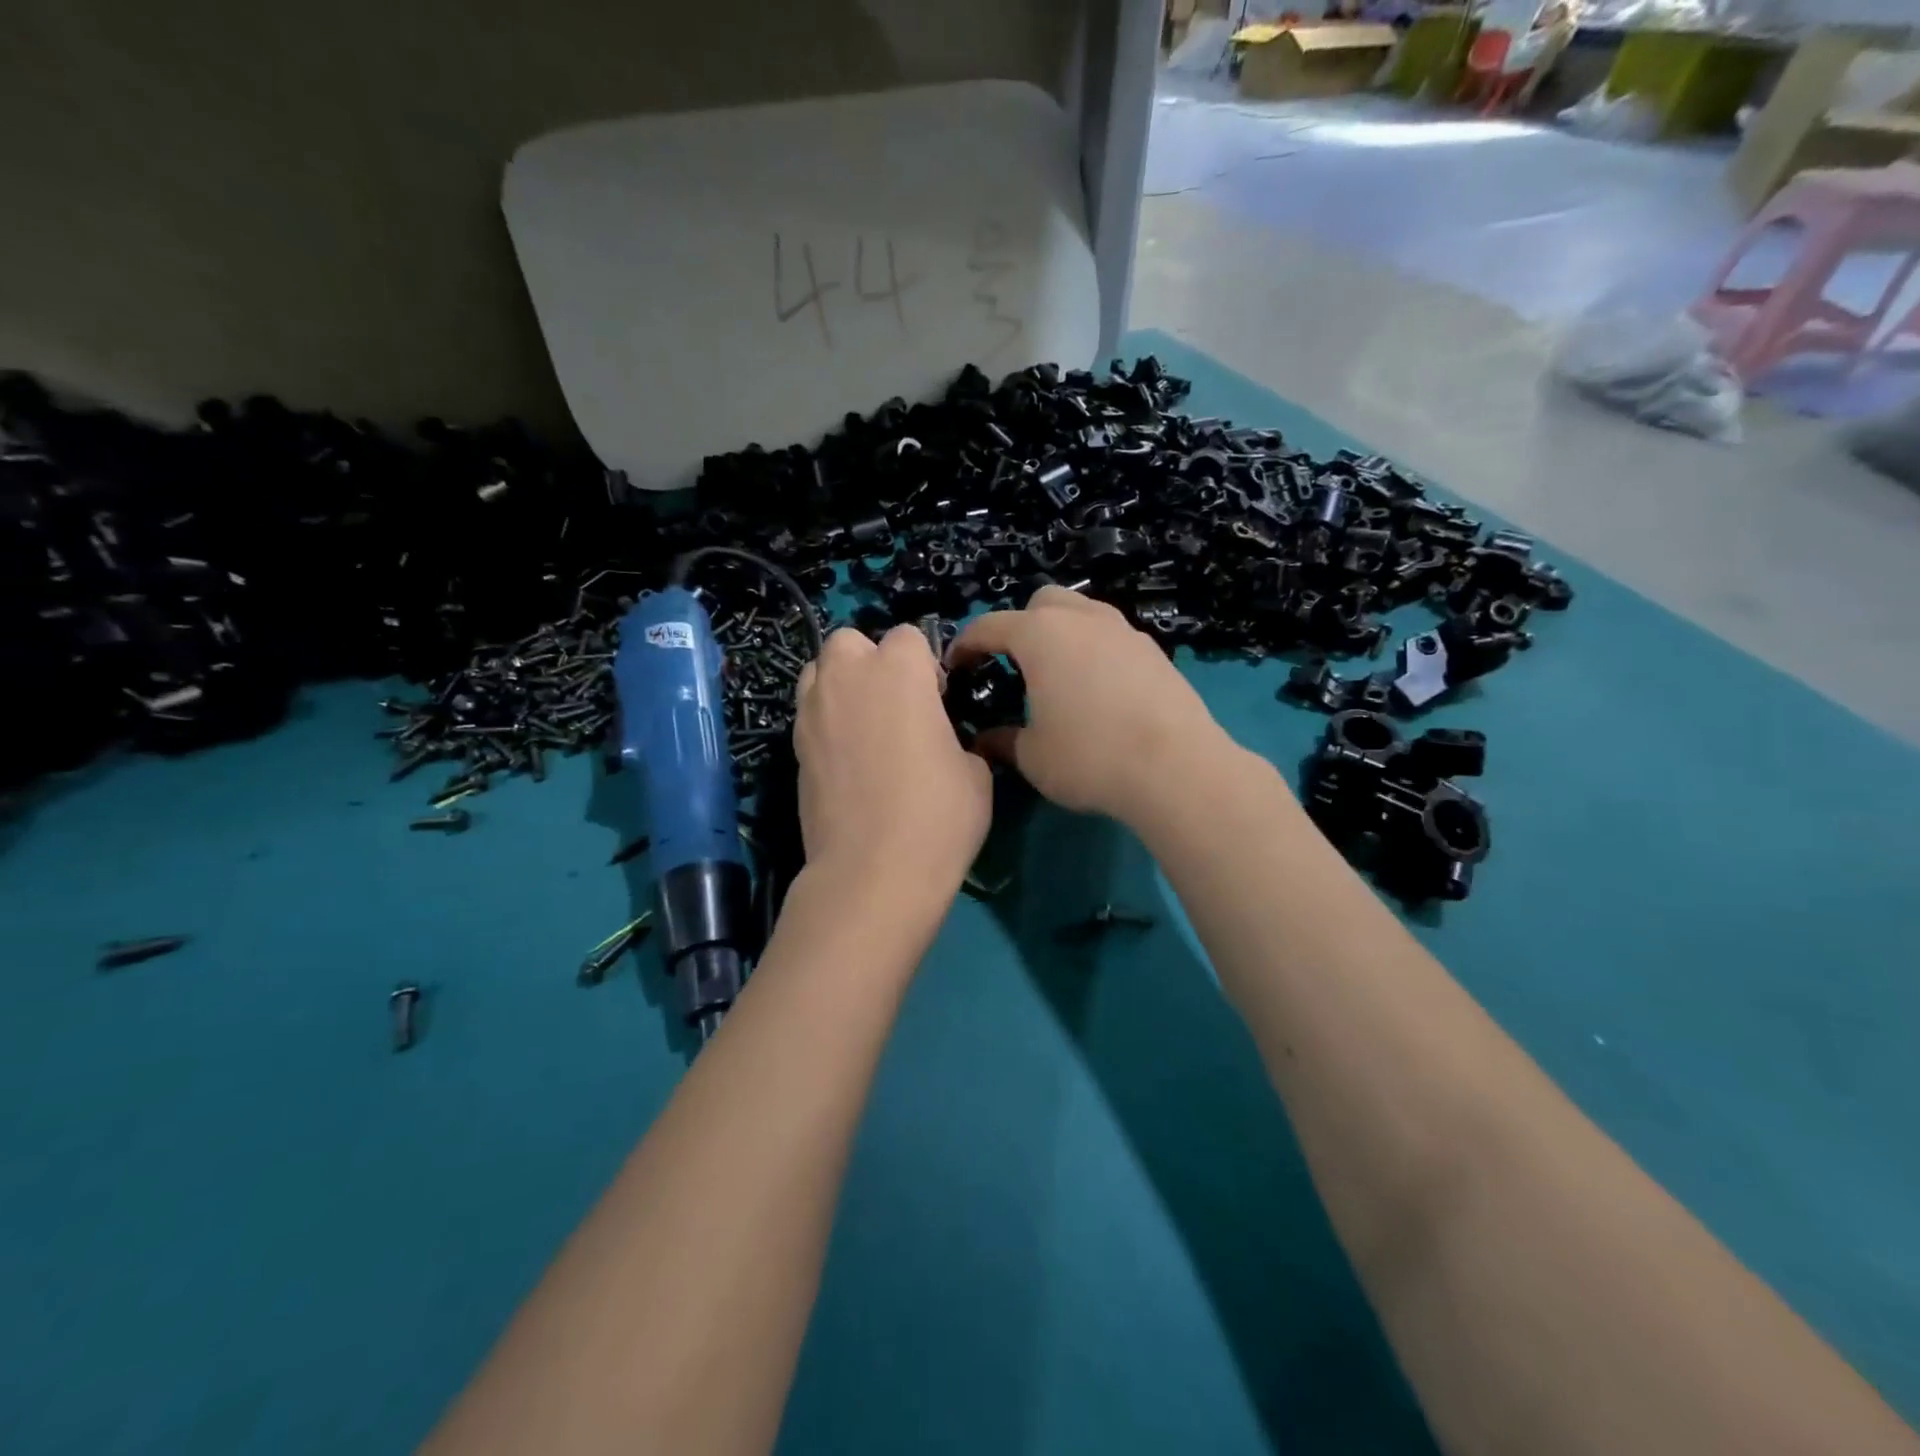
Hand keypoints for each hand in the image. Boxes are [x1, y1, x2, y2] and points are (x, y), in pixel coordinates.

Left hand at [794, 626, 992, 901]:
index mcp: (899, 670)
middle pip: (850, 641)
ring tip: (864, 724)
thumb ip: (957, 737)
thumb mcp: (976, 772)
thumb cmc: (938, 815)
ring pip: (819, 671)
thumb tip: (943, 740)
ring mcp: (812, 711)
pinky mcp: (793, 747)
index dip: (925, 665)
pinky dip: (825, 720)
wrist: (872, 872)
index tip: (938, 702)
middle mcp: (848, 677)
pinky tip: (846, 758)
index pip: (909, 636)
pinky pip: (808, 713)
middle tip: (895, 704)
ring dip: (841, 684)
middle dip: (871, 661)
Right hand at [948, 588, 1232, 826]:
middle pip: (1041, 603)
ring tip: (1057, 674)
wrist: (1176, 768)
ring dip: (1061, 633)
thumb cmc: (1089, 757)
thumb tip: (985, 740)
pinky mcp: (1154, 651)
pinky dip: (1094, 650)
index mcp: (1040, 635)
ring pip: (1082, 613)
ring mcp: (1123, 631)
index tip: (955, 666)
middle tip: (1013, 665)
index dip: (966, 645)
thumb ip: (1003, 741)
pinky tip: (1098, 690)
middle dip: (1020, 625)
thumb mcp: (1033, 756)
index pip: (989, 626)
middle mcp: (1082, 619)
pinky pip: (1111, 637)